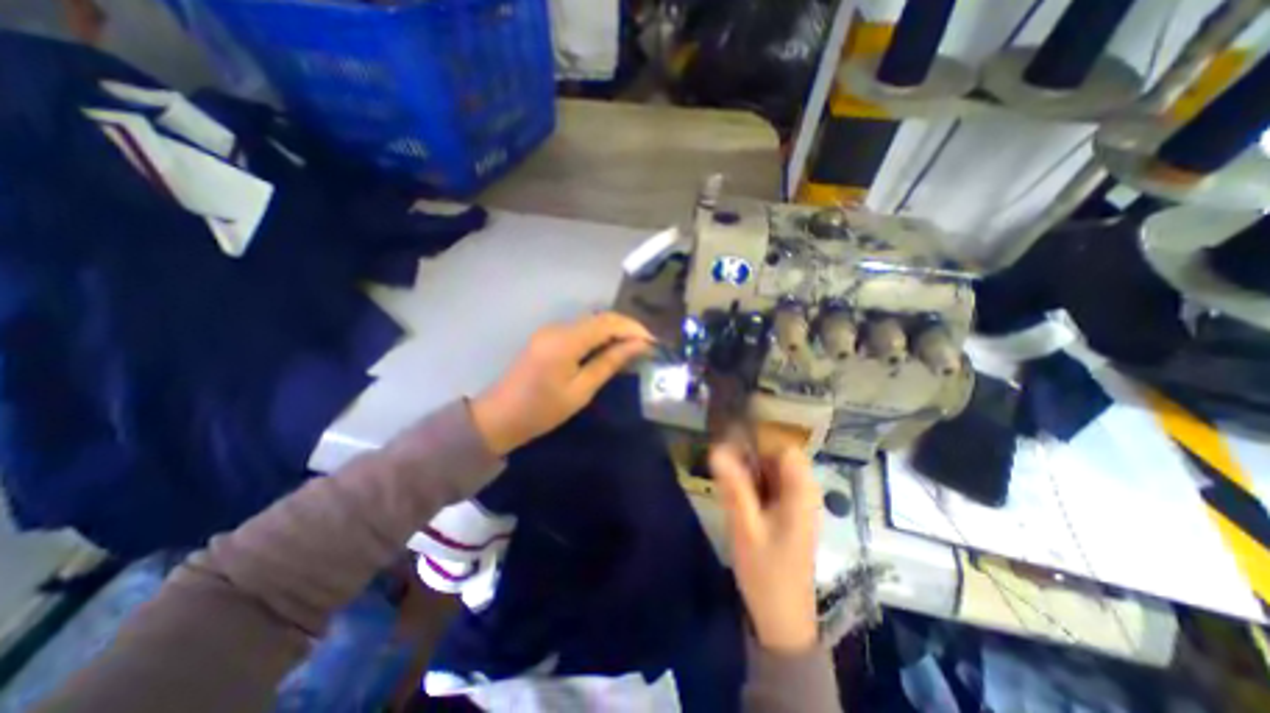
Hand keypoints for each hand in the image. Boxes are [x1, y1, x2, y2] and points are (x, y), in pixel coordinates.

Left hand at [468, 311, 653, 455]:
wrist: (499, 417)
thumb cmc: (542, 410)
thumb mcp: (581, 391)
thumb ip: (609, 363)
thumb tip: (637, 346)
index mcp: (566, 340)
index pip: (607, 323)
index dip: (633, 328)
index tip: (653, 342)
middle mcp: (558, 328)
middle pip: (599, 318)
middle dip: (626, 328)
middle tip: (646, 345)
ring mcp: (551, 331)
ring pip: (590, 322)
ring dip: (613, 331)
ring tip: (633, 348)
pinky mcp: (548, 338)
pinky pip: (580, 330)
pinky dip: (598, 336)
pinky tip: (609, 349)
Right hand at [711, 445, 818, 652]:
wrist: (782, 620)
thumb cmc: (766, 573)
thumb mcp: (745, 528)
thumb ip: (733, 487)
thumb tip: (717, 449)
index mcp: (801, 493)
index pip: (785, 447)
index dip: (759, 441)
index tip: (731, 444)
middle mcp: (804, 494)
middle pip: (779, 458)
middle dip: (751, 455)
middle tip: (725, 465)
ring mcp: (798, 505)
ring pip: (774, 472)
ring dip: (751, 470)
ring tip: (728, 479)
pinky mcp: (789, 515)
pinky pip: (772, 486)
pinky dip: (755, 484)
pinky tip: (739, 496)